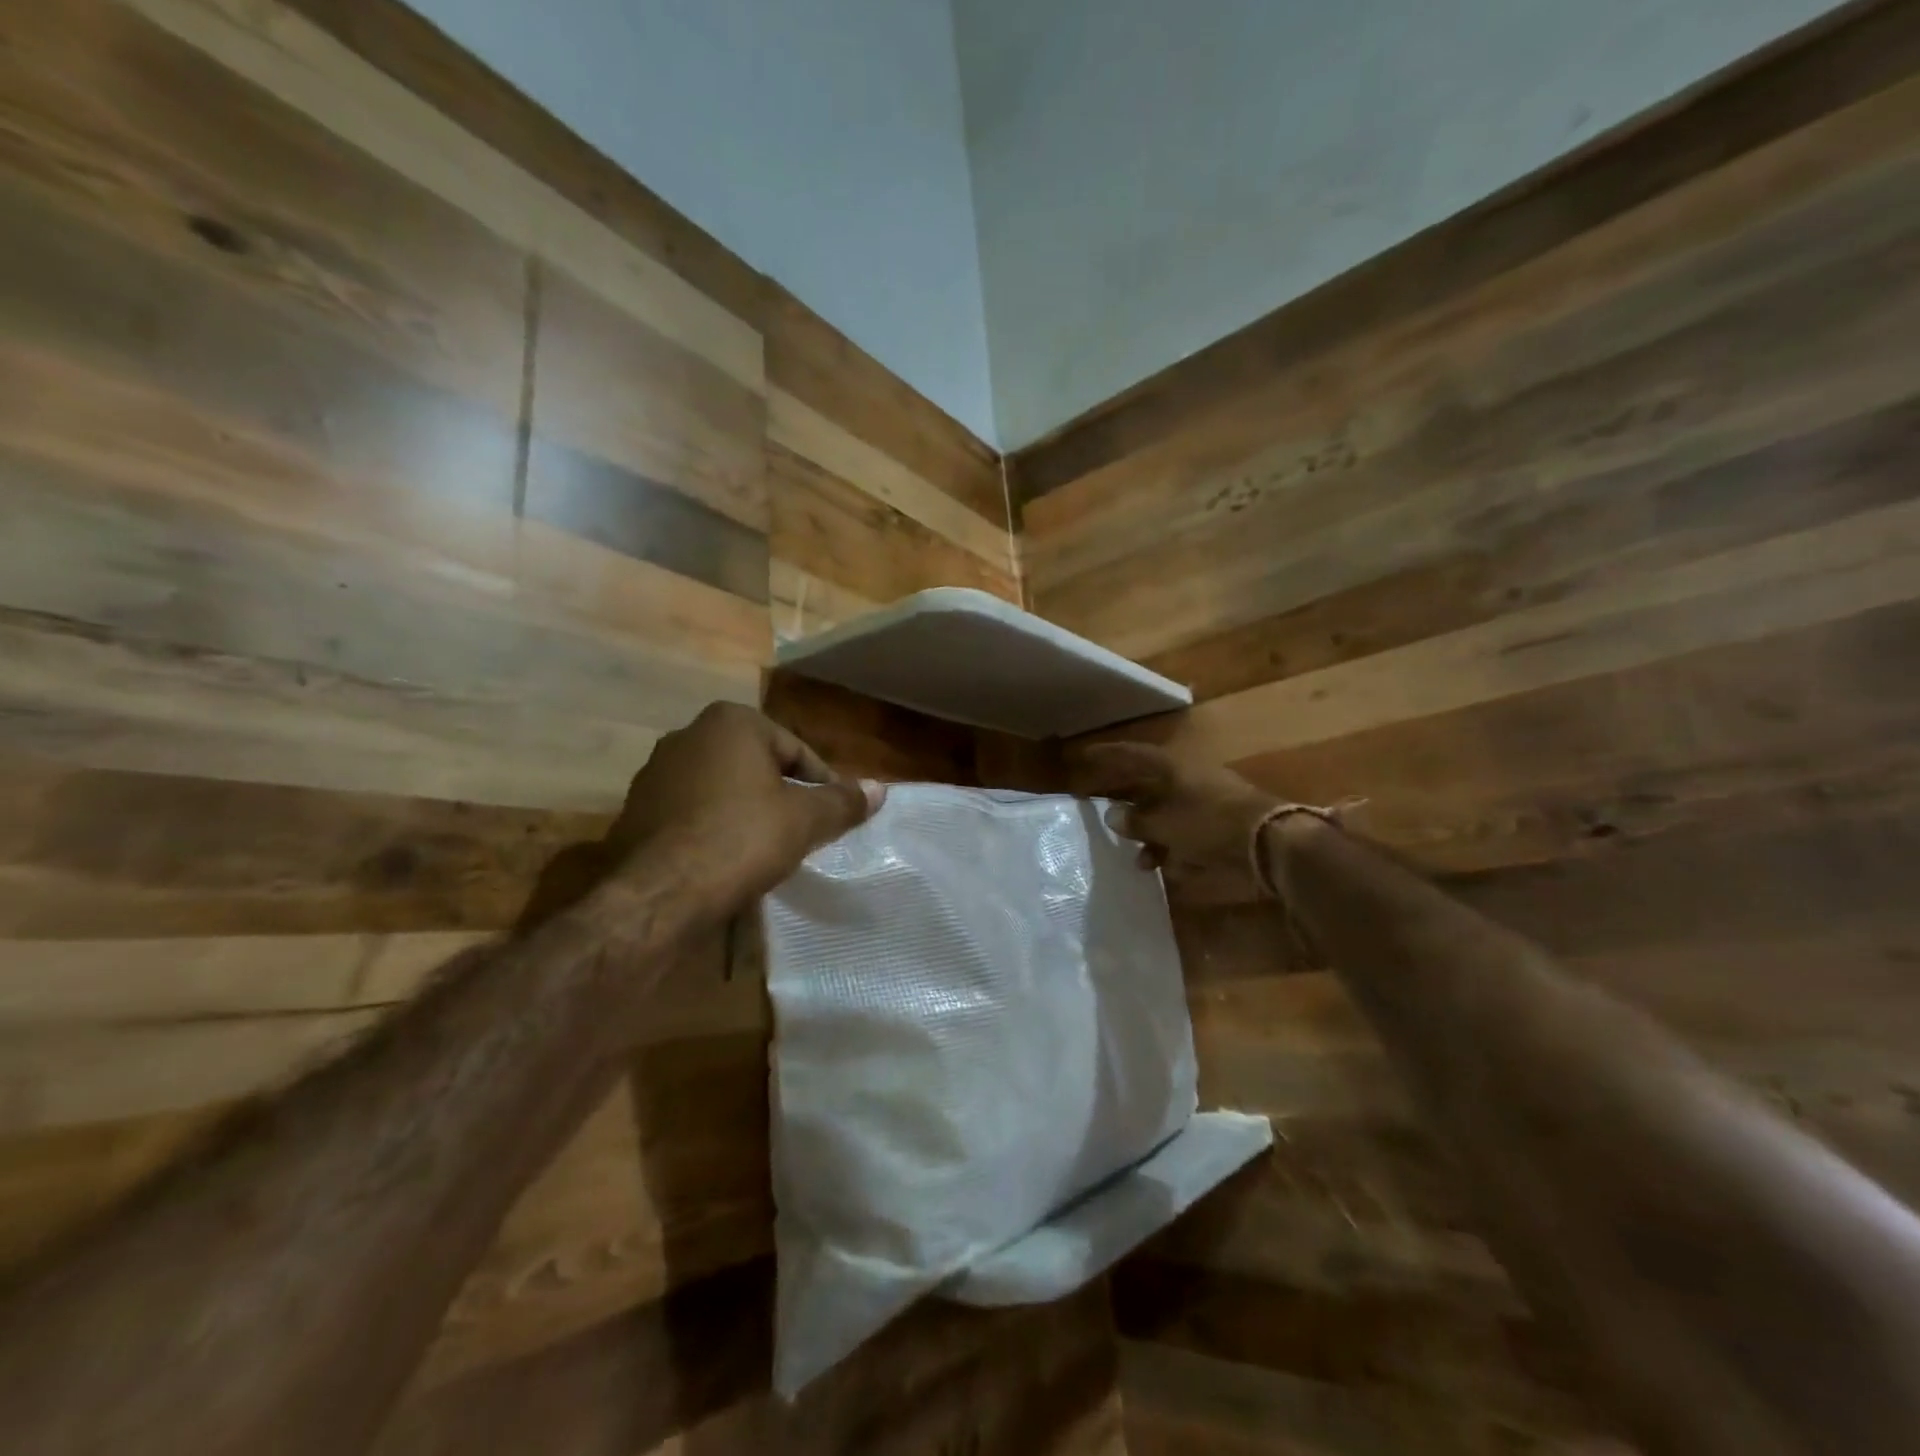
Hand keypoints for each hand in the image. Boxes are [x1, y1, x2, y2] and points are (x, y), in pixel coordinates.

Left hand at [520, 702, 884, 928]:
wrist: (661, 894)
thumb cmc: (742, 839)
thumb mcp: (805, 820)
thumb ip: (843, 801)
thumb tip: (881, 789)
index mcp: (731, 722)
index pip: (796, 749)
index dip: (822, 783)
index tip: (834, 814)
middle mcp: (688, 735)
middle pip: (757, 765)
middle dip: (782, 794)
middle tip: (804, 829)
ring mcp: (656, 772)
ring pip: (722, 788)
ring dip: (747, 810)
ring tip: (767, 847)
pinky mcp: (636, 809)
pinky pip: (692, 812)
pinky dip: (714, 827)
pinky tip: (727, 859)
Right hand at [1072, 742, 1280, 903]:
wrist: (1270, 842)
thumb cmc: (1209, 823)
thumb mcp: (1165, 823)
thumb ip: (1137, 820)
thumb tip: (1112, 815)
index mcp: (1174, 767)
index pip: (1133, 755)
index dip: (1107, 755)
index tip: (1084, 756)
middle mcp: (1190, 779)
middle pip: (1150, 786)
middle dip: (1127, 803)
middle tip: (1103, 813)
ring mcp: (1209, 802)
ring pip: (1169, 814)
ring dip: (1150, 835)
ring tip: (1138, 859)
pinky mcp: (1223, 826)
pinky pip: (1188, 834)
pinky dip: (1174, 849)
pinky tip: (1166, 868)